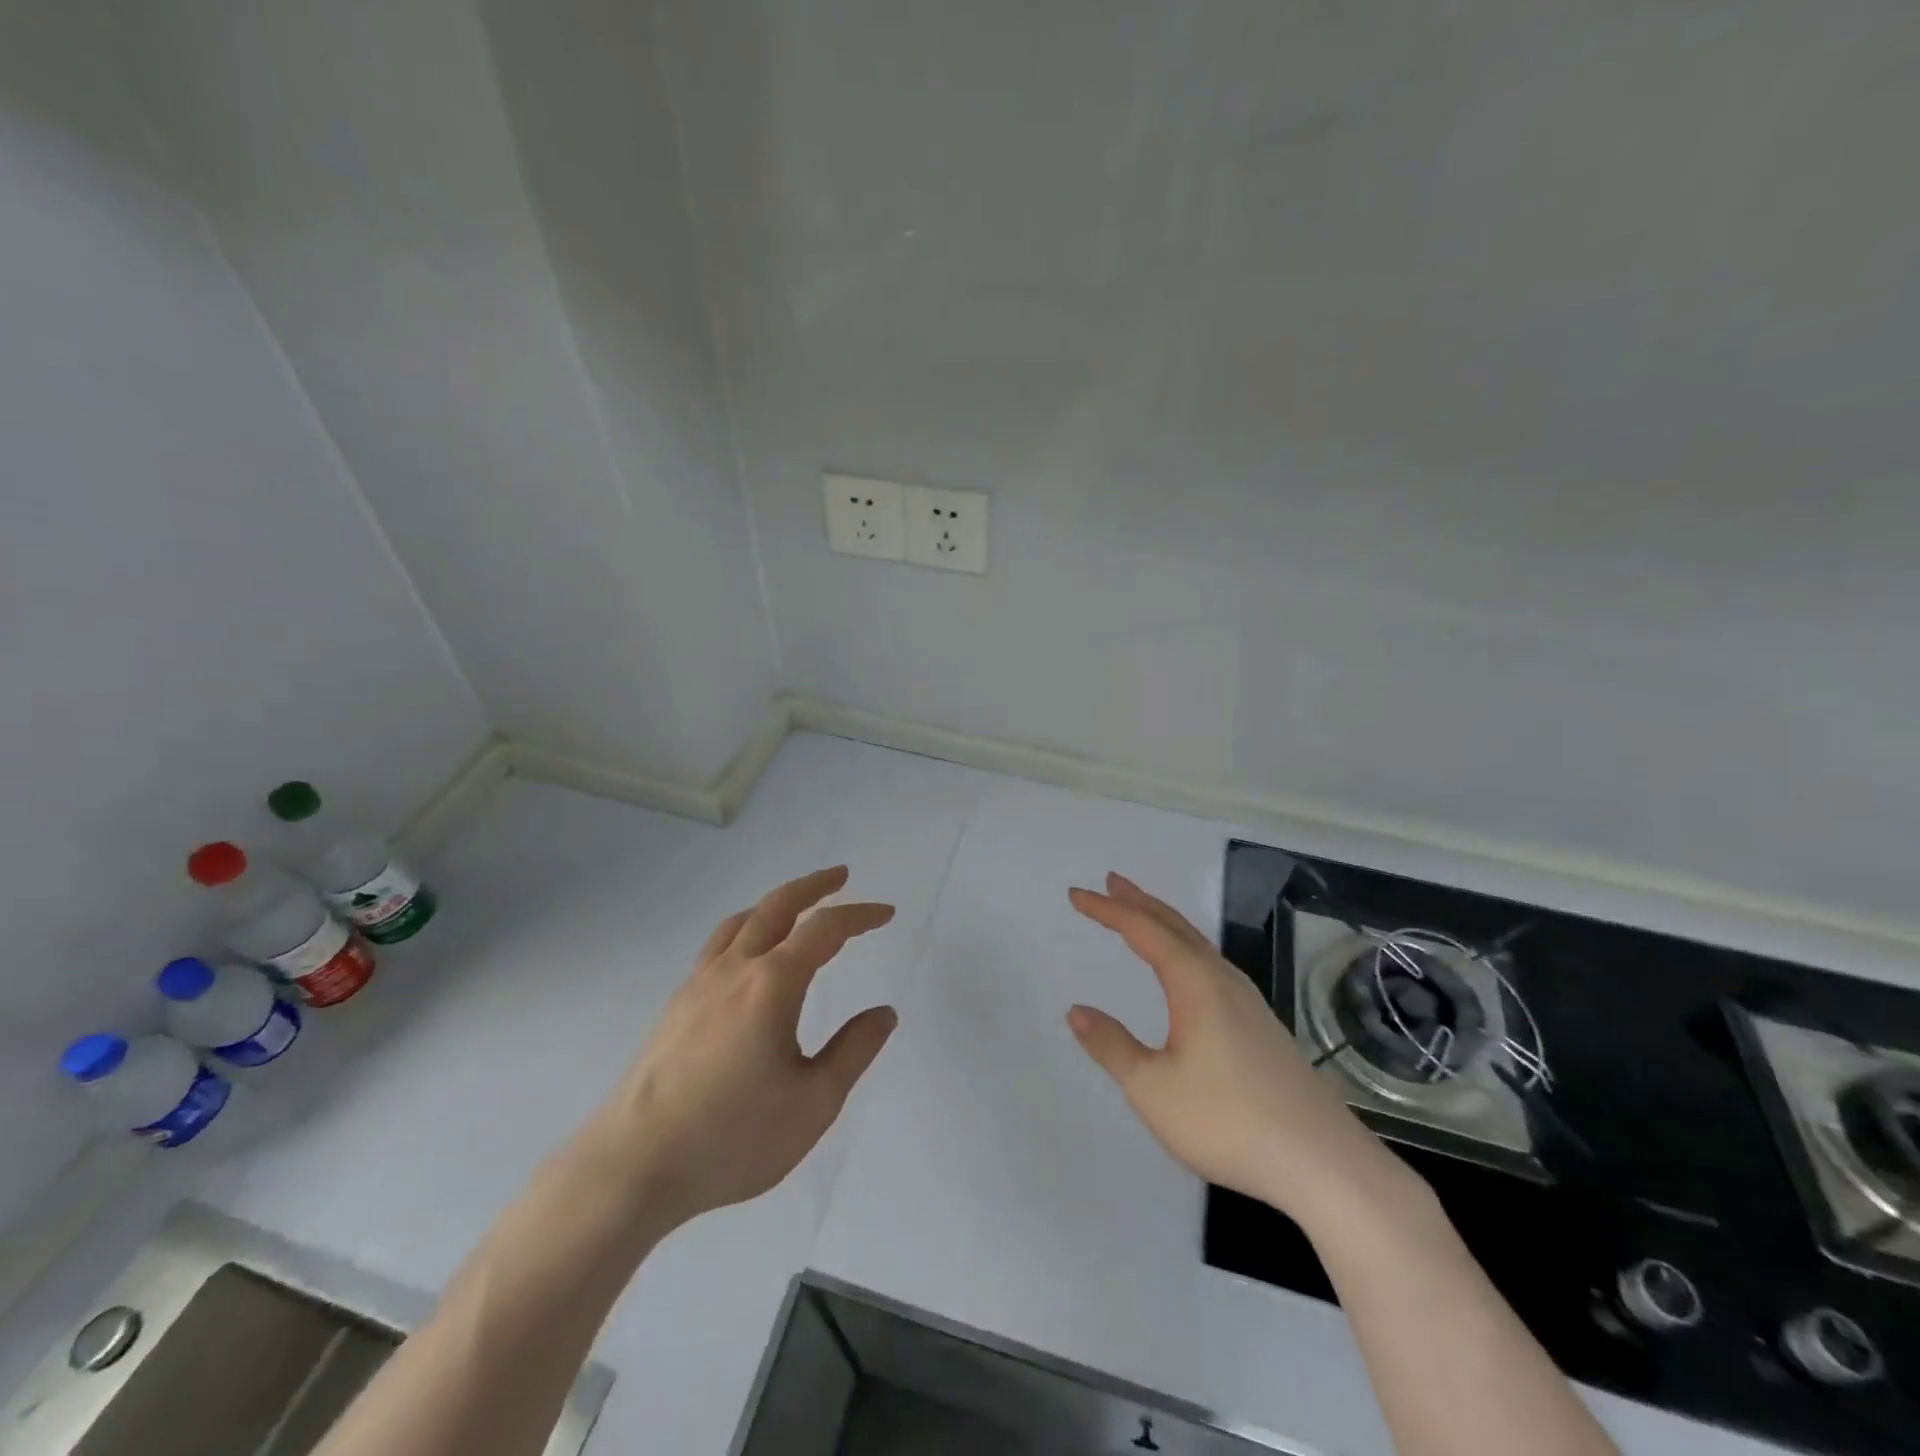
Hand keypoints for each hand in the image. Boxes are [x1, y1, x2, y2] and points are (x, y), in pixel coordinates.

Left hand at [585, 866, 897, 1231]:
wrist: (633, 1167)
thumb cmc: (732, 1137)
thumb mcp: (814, 1102)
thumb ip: (853, 1051)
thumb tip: (884, 1013)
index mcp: (772, 984)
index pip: (824, 929)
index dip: (859, 915)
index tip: (885, 914)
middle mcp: (734, 970)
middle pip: (776, 906)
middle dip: (813, 886)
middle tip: (840, 876)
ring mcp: (698, 985)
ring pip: (741, 921)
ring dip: (775, 903)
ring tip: (795, 907)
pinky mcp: (676, 1007)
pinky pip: (717, 946)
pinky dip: (745, 929)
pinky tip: (746, 956)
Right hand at [1067, 873, 1409, 1227]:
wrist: (1323, 1163)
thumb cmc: (1229, 1121)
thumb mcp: (1153, 1088)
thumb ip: (1112, 1046)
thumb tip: (1076, 1011)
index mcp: (1195, 983)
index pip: (1143, 930)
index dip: (1108, 909)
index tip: (1076, 894)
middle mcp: (1223, 980)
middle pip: (1176, 926)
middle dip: (1139, 902)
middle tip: (1110, 882)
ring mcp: (1248, 1001)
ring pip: (1198, 944)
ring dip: (1164, 922)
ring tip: (1140, 914)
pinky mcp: (1261, 1025)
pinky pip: (1211, 963)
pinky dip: (1184, 946)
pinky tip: (1186, 968)